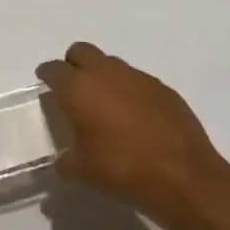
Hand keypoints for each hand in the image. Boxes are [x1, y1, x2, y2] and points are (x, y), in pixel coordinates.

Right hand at [36, 42, 229, 229]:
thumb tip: (61, 161)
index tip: (46, 84)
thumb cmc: (123, 170)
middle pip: (81, 51)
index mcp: (78, 88)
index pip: (53, 69)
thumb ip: (65, 161)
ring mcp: (137, 78)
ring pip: (111, 64)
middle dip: (74, 64)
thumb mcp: (83, 172)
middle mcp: (105, 73)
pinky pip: (137, 81)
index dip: (47, 75)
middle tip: (74, 88)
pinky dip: (130, 92)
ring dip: (104, 76)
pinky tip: (136, 117)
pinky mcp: (163, 88)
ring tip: (107, 105)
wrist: (184, 177)